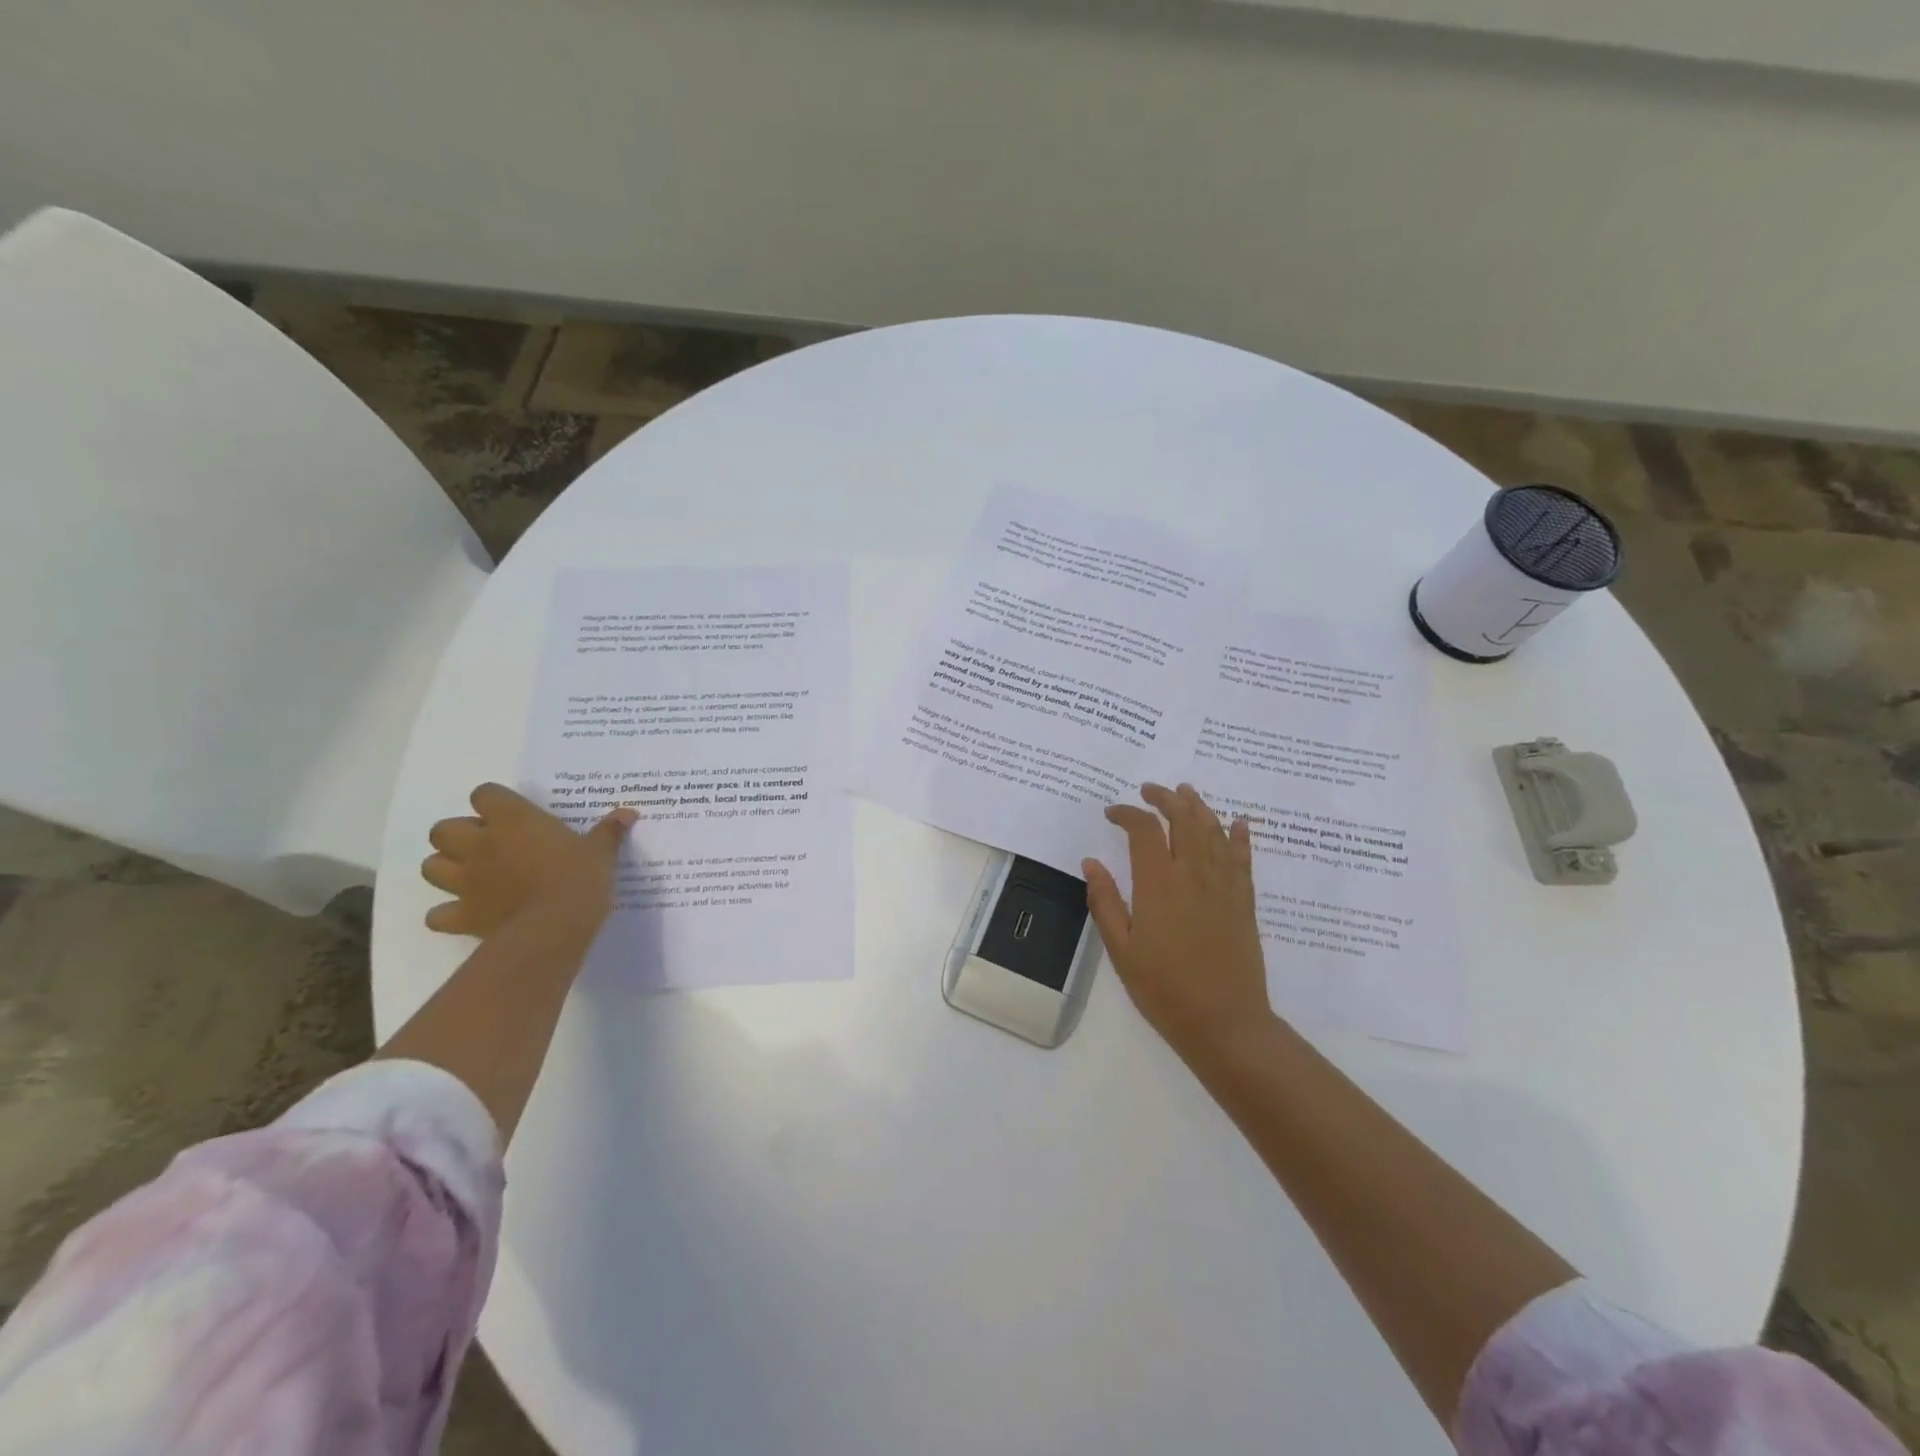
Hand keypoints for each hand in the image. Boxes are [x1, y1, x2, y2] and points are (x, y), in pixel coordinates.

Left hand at [421, 783, 635, 938]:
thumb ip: (609, 831)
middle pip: (444, 829)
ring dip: (447, 869)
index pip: (484, 794)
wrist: (554, 927)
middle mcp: (480, 845)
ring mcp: (465, 881)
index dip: (495, 803)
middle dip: (460, 835)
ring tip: (474, 876)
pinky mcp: (461, 916)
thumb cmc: (579, 878)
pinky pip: (437, 914)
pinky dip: (447, 914)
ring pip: (431, 867)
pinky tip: (469, 913)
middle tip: (490, 846)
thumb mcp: (601, 852)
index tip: (514, 815)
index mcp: (513, 820)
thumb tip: (628, 813)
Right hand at [1082, 782, 1272, 1059]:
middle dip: (1165, 798)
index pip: (1144, 831)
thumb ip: (1105, 902)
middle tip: (1150, 790)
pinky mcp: (1244, 901)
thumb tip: (1091, 862)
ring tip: (1185, 792)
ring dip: (1199, 807)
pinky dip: (1239, 836)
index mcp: (1158, 885)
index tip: (1112, 813)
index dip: (1127, 814)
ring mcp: (1223, 886)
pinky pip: (1243, 858)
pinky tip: (1236, 822)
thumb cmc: (1164, 989)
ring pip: (1213, 832)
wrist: (1225, 1022)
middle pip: (1183, 820)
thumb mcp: (1122, 949)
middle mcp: (1193, 875)